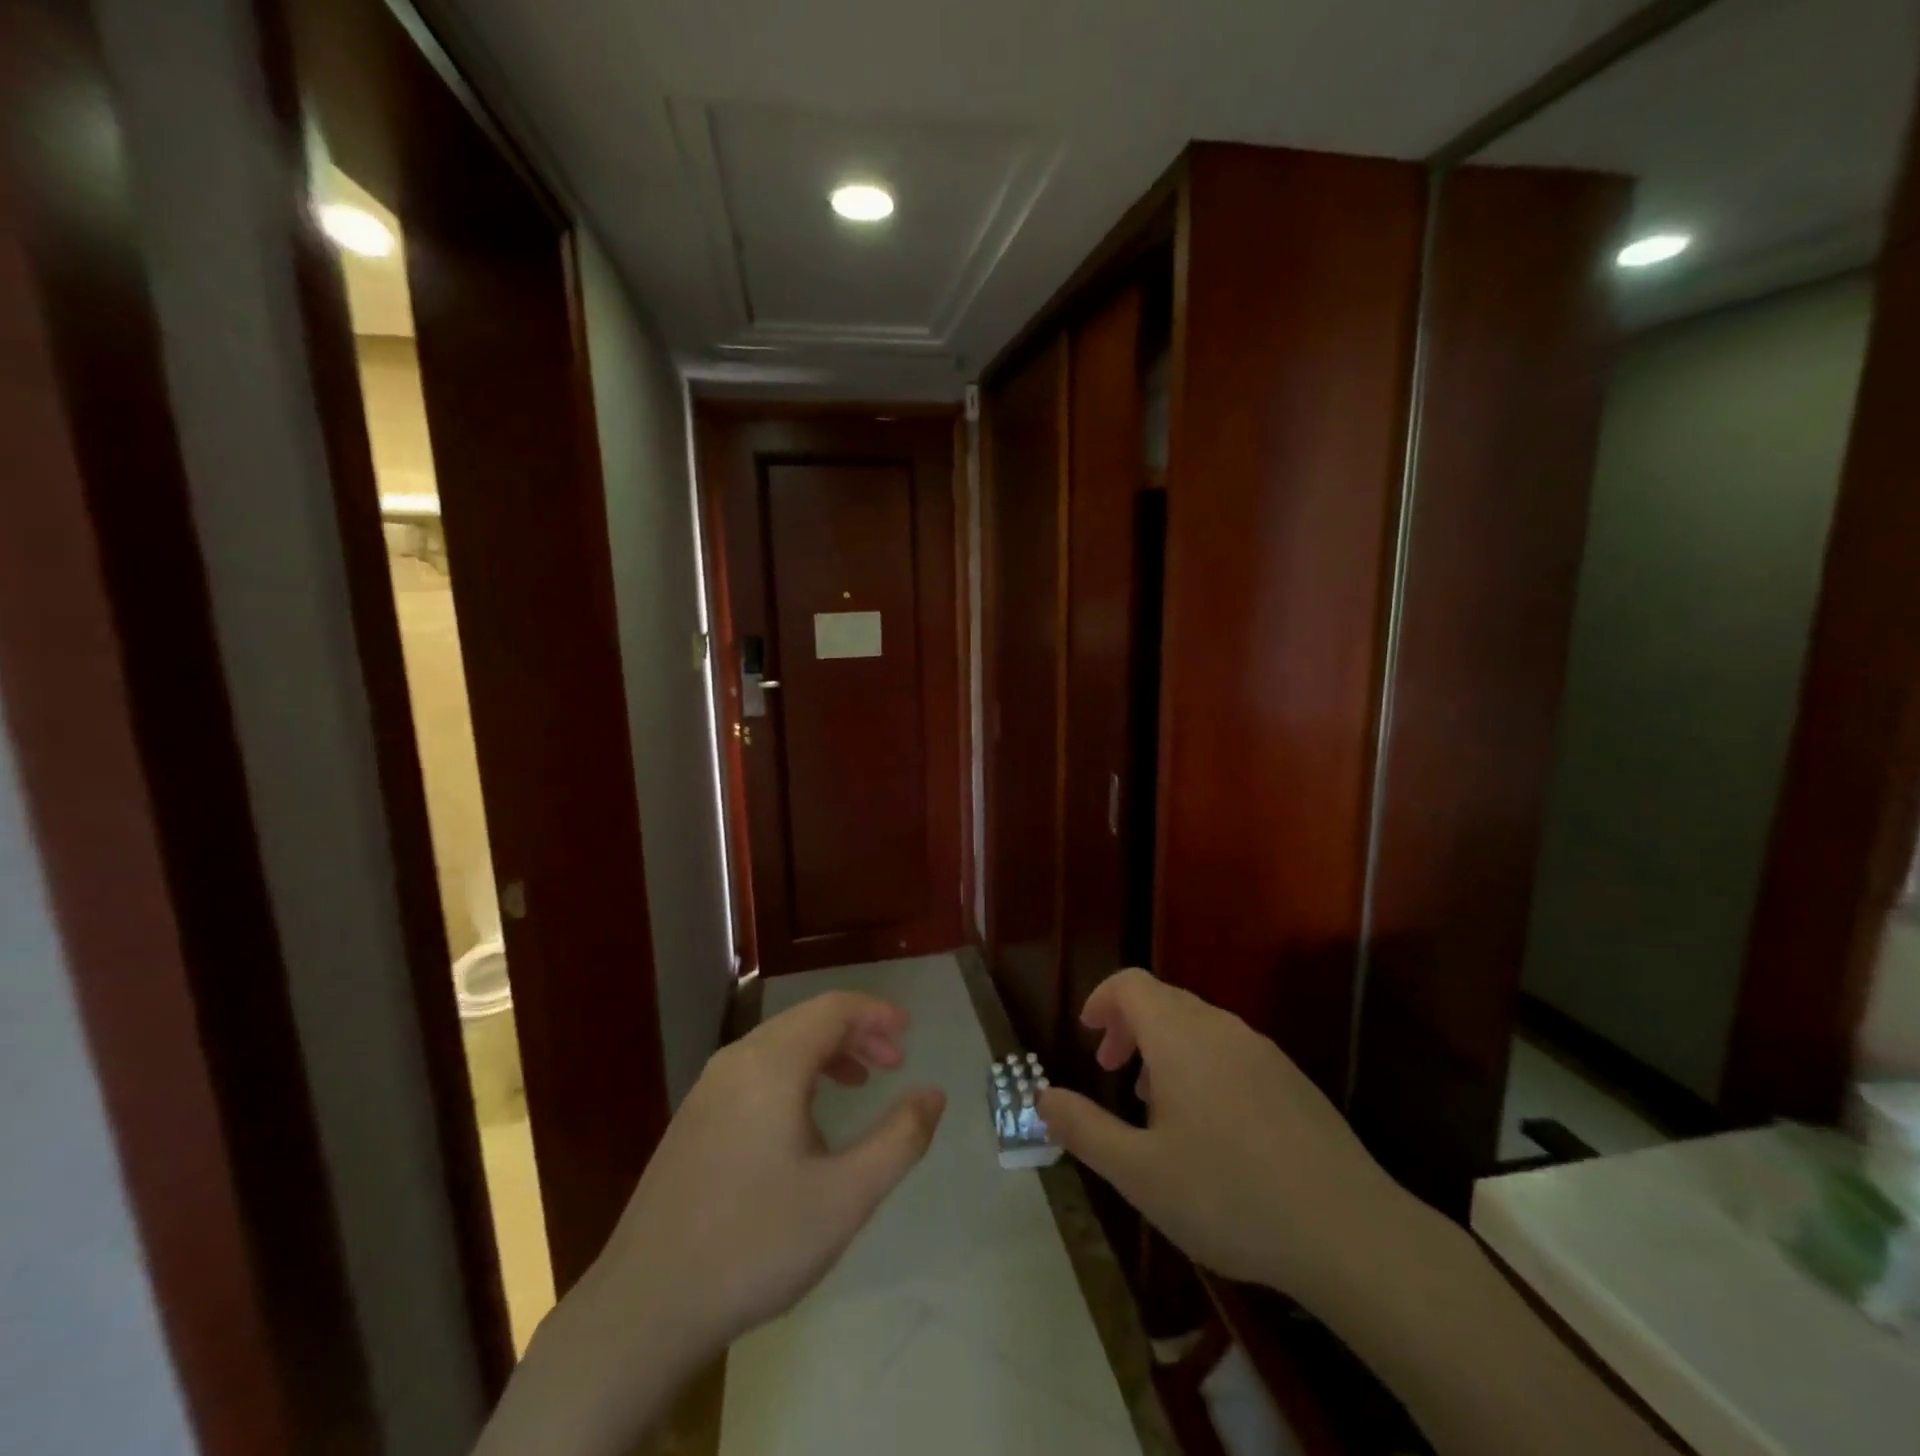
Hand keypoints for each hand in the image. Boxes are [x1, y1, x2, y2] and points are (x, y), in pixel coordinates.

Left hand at [591, 990, 948, 1356]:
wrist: (643, 1306)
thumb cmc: (756, 1244)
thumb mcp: (846, 1197)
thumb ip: (900, 1139)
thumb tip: (934, 1093)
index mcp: (772, 1064)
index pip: (833, 1009)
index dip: (876, 1013)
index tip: (909, 1033)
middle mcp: (737, 1060)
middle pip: (806, 1020)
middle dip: (856, 1032)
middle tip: (894, 1062)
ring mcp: (708, 1088)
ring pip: (779, 1044)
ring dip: (825, 1053)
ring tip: (858, 1085)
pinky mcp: (693, 1118)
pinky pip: (755, 1071)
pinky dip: (793, 1073)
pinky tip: (804, 1119)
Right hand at [1038, 968, 1398, 1298]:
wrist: (1348, 1231)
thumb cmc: (1229, 1196)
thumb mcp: (1139, 1173)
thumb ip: (1084, 1129)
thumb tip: (1042, 1097)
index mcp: (1180, 1037)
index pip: (1131, 984)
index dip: (1102, 1000)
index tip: (1088, 1036)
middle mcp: (1221, 1028)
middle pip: (1164, 1000)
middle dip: (1129, 1026)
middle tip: (1111, 1072)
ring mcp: (1262, 1051)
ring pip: (1199, 1025)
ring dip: (1164, 1047)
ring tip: (1155, 1103)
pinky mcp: (1291, 1079)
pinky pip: (1230, 1050)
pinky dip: (1201, 1063)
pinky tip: (1210, 1126)